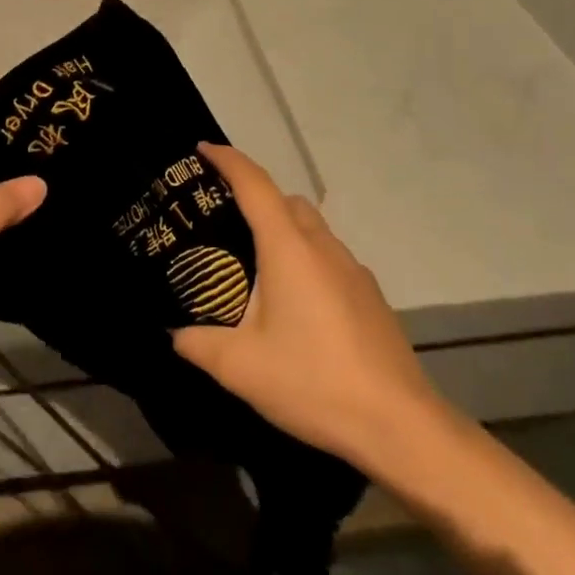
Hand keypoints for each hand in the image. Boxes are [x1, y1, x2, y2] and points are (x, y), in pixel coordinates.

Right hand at [171, 143, 448, 468]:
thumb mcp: (240, 367)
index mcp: (289, 249)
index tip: (203, 150)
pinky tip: (294, 304)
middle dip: (254, 197)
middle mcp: (324, 247)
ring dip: (282, 229)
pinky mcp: (370, 296)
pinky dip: (304, 258)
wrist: (399, 424)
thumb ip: (198, 343)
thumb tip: (175, 333)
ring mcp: (353, 270)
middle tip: (221, 220)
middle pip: (286, 201)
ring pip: (312, 229)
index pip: (255, 185)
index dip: (228, 161)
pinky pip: (329, 257)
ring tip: (254, 266)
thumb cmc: (313, 381)